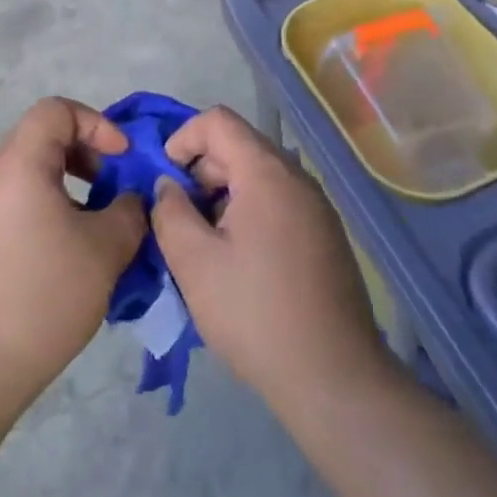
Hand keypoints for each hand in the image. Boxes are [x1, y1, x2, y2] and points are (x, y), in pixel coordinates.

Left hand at [0, 97, 145, 415]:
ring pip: (24, 183)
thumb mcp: (105, 251)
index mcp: (18, 164)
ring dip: (62, 196)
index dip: (96, 124)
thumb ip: (128, 212)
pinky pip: (6, 216)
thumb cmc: (40, 296)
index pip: (56, 110)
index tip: (121, 160)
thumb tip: (129, 201)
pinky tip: (53, 271)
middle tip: (109, 196)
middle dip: (83, 161)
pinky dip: (37, 222)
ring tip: (88, 238)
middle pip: (39, 143)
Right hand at [151, 107, 388, 412]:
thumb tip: (168, 186)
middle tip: (179, 218)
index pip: (218, 120)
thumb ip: (170, 213)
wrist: (333, 376)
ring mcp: (316, 205)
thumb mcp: (195, 264)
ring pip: (258, 176)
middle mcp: (296, 176)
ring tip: (204, 243)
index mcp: (266, 171)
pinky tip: (238, 260)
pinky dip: (249, 212)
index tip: (164, 178)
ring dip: (223, 195)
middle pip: (239, 146)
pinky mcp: (325, 233)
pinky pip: (278, 201)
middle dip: (200, 171)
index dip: (183, 137)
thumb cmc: (255, 313)